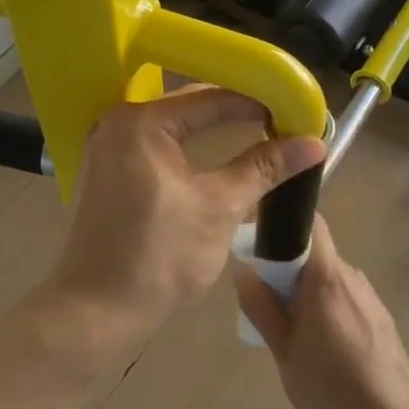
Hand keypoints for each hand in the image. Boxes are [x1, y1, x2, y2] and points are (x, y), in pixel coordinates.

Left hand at [40, 86, 325, 368]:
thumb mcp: (220, 208)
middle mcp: (117, 122)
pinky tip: (214, 154)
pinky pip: (155, 146)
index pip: (210, 97)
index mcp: (141, 122)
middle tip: (279, 121)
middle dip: (234, 113)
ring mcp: (106, 146)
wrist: (95, 311)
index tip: (293, 111)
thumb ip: (264, 169)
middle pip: (189, 107)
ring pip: (172, 127)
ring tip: (256, 133)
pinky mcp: (105, 170)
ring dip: (211, 130)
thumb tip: (312, 144)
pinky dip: (186, 148)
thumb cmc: (160, 257)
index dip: (256, 102)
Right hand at [235, 217, 408, 408]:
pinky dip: (327, 306)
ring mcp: (370, 296)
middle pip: (316, 252)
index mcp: (326, 277)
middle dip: (288, 266)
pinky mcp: (380, 317)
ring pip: (329, 276)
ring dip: (307, 289)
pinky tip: (321, 344)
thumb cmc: (331, 389)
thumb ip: (261, 307)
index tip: (260, 241)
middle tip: (266, 297)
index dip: (285, 223)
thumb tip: (243, 270)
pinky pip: (345, 296)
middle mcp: (351, 276)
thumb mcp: (284, 352)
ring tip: (291, 327)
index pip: (310, 223)